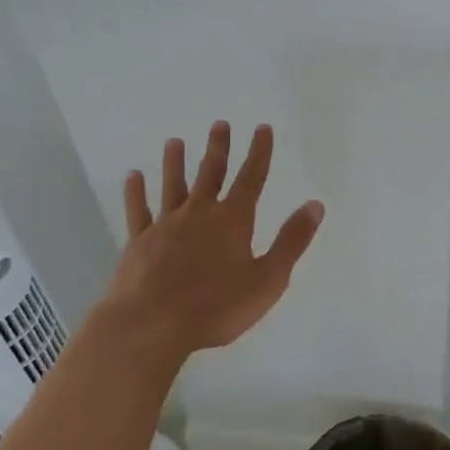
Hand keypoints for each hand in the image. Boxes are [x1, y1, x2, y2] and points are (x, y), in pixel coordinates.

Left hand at [106, 122, 323, 356]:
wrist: (150, 325)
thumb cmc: (216, 306)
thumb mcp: (268, 279)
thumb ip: (291, 241)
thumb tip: (315, 204)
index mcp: (233, 221)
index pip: (251, 178)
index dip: (259, 152)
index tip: (262, 128)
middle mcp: (199, 214)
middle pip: (210, 173)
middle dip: (218, 148)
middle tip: (220, 124)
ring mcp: (165, 226)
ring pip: (172, 186)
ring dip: (175, 162)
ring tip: (174, 141)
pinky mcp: (138, 243)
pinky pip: (138, 211)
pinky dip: (136, 192)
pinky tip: (133, 176)